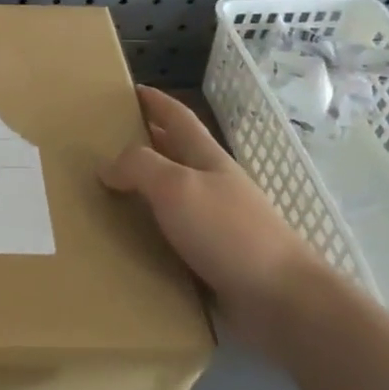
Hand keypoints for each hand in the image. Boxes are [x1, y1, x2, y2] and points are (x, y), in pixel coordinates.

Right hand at [101, 86, 323, 354]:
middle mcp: (213, 186)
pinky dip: (151, 230)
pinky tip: (130, 240)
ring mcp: (217, 223)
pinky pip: (173, 235)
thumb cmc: (228, 231)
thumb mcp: (176, 186)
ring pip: (172, 196)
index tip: (133, 90)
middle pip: (176, 154)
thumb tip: (108, 168)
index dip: (157, 102)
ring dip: (144, 190)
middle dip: (147, 142)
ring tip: (108, 192)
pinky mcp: (214, 259)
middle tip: (107, 141)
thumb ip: (138, 167)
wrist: (281, 300)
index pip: (179, 119)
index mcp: (207, 160)